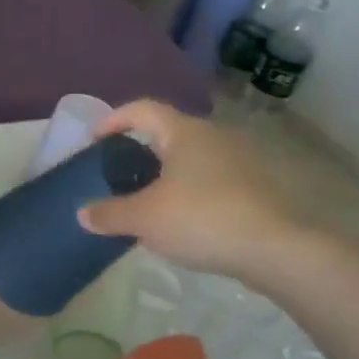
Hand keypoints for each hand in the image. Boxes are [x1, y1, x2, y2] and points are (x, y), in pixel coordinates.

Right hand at [76, 100, 308, 290]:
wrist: (276, 250)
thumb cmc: (202, 218)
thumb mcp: (144, 219)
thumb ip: (109, 213)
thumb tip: (82, 213)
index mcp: (184, 132)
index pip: (142, 109)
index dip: (114, 119)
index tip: (94, 139)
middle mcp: (213, 137)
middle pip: (168, 134)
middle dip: (140, 151)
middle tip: (117, 175)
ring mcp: (239, 162)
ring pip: (191, 160)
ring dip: (166, 175)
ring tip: (146, 202)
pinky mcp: (254, 189)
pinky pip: (210, 181)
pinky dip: (189, 193)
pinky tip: (181, 221)